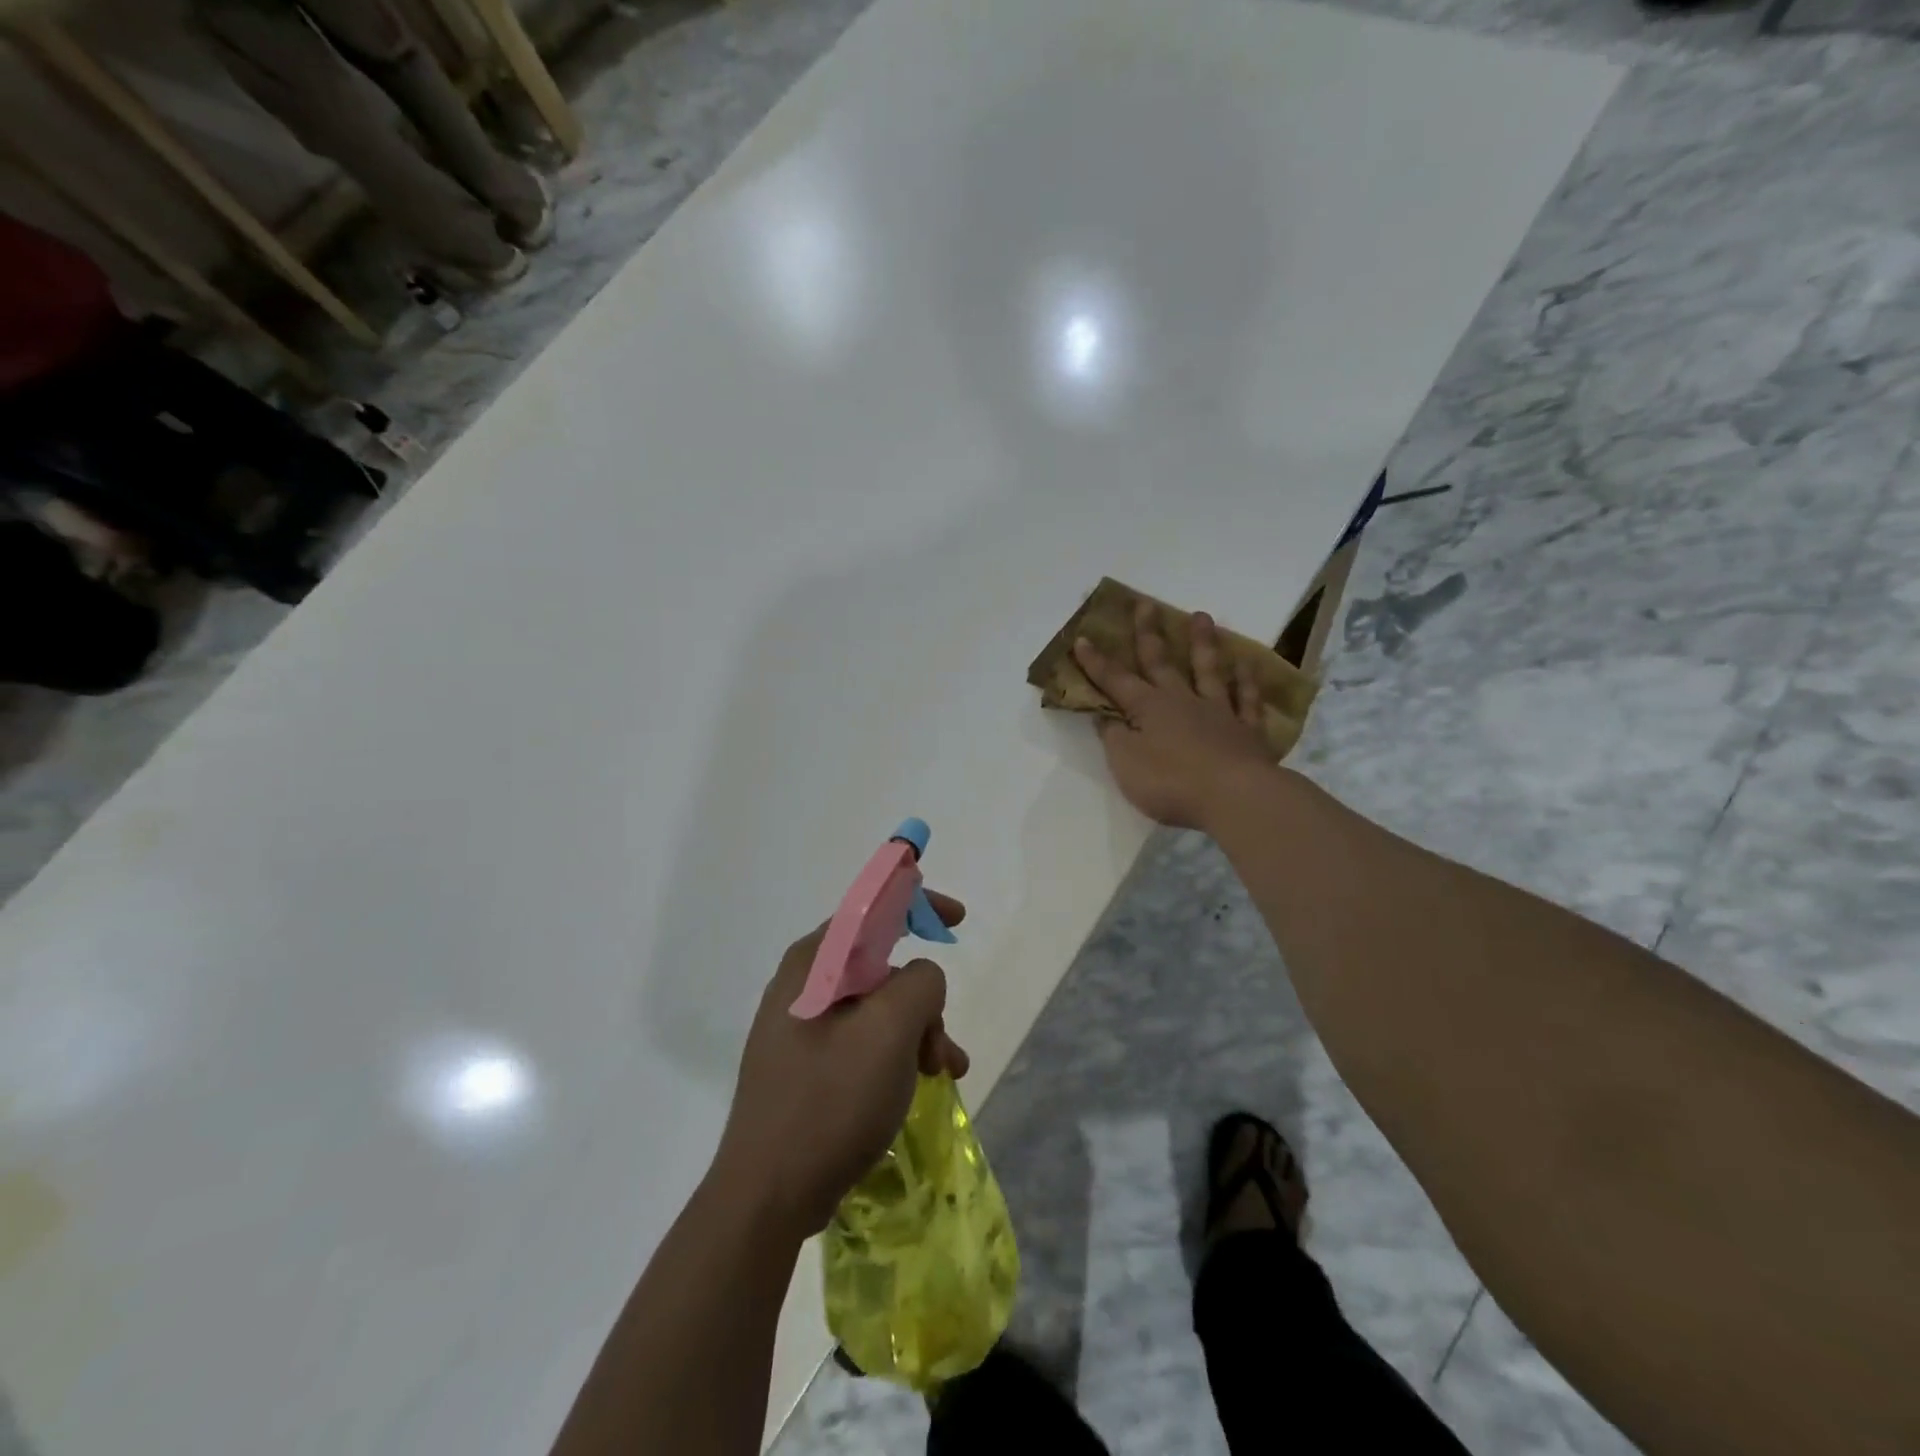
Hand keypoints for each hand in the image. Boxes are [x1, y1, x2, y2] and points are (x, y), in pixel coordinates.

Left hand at [711, 894, 970, 1238]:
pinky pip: (865, 1042)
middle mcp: (804, 986)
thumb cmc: (830, 1101)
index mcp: (813, 963)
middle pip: (881, 966)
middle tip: (942, 1046)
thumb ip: (920, 983)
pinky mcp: (808, 1066)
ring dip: (918, 1033)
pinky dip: (898, 1055)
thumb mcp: (889, 1031)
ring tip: (942, 1074)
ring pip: (878, 1008)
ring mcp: (803, 1028)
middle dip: (924, 999)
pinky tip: (920, 1087)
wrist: (767, 1196)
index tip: (957, 920)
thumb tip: (921, 981)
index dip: (917, 903)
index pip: (870, 909)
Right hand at [1072, 600, 1278, 830]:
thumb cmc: (1171, 782)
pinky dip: (1245, 682)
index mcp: (1148, 708)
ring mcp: (1218, 712)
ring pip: (1208, 670)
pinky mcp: (1247, 730)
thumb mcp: (1126, 764)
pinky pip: (1246, 700)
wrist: (1234, 797)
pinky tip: (1246, 666)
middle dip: (1149, 634)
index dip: (1096, 661)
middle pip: (1162, 662)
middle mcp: (1182, 701)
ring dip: (1202, 643)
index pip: (1116, 680)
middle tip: (1145, 604)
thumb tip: (1106, 716)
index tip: (1083, 638)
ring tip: (1201, 616)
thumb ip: (1114, 737)